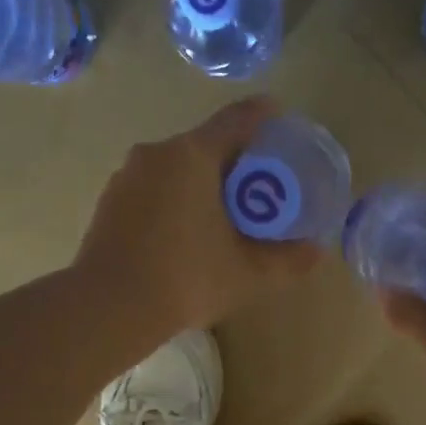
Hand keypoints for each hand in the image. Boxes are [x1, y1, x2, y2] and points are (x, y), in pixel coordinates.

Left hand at [74, 97, 320, 343]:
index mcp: (192, 155)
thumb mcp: (246, 274)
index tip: (279, 119)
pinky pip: (152, 189)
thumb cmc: (186, 280)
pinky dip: (174, 200)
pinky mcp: (109, 202)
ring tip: (222, 216)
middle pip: (205, 145)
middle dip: (234, 162)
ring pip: (175, 168)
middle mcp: (156, 153)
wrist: (108, 308)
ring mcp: (126, 176)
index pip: (237, 120)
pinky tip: (184, 234)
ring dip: (201, 184)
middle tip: (258, 188)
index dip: (264, 116)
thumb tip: (316, 251)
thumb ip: (286, 260)